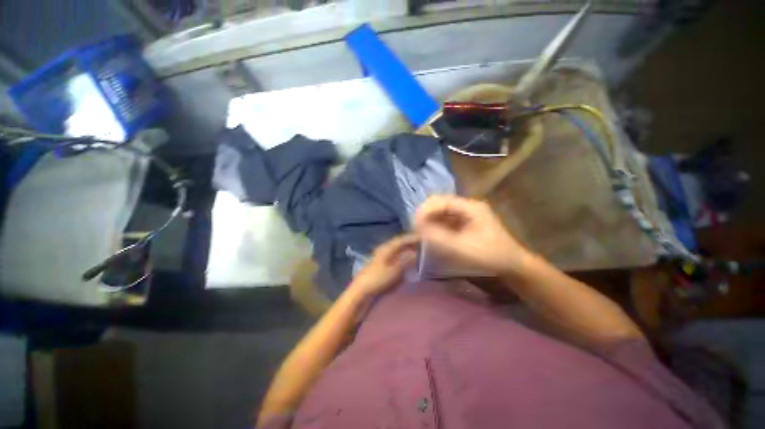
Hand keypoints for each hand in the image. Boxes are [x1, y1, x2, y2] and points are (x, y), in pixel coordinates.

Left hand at [350, 235, 418, 296]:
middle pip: (398, 242)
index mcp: (387, 248)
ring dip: (405, 247)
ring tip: (415, 249)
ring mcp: (380, 255)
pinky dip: (401, 253)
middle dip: (410, 242)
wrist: (361, 289)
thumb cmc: (378, 279)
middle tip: (421, 243)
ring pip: (396, 247)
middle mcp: (383, 248)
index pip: (402, 240)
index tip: (423, 238)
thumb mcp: (395, 271)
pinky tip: (405, 258)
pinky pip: (393, 253)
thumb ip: (406, 261)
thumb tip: (416, 254)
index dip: (412, 238)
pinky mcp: (379, 262)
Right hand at [414, 196, 530, 274]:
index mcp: (469, 207)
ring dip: (429, 222)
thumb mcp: (462, 248)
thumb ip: (438, 237)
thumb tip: (418, 228)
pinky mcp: (465, 224)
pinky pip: (445, 221)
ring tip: (421, 235)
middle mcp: (467, 207)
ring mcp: (466, 215)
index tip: (415, 226)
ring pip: (440, 213)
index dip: (424, 211)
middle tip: (416, 231)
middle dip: (425, 216)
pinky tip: (432, 237)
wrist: (513, 267)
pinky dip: (435, 227)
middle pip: (438, 205)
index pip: (439, 201)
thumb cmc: (490, 257)